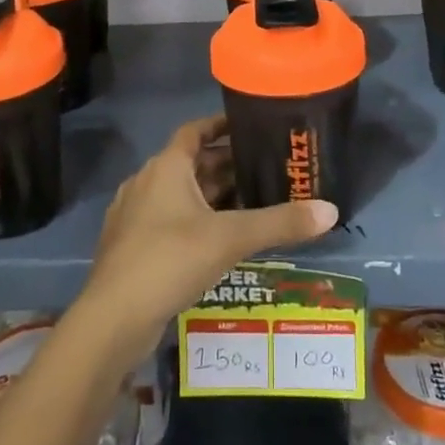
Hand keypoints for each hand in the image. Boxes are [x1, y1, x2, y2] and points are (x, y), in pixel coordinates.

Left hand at [71, 115, 337, 365]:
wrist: (113, 319)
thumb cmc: (170, 260)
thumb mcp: (230, 238)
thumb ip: (280, 223)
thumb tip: (331, 210)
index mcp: (166, 167)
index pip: (195, 131)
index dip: (221, 125)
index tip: (249, 125)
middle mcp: (147, 182)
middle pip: (191, 164)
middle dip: (226, 166)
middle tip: (266, 170)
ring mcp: (135, 215)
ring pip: (181, 195)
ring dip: (213, 196)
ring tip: (252, 203)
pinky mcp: (132, 246)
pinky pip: (170, 221)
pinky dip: (197, 221)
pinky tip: (221, 241)